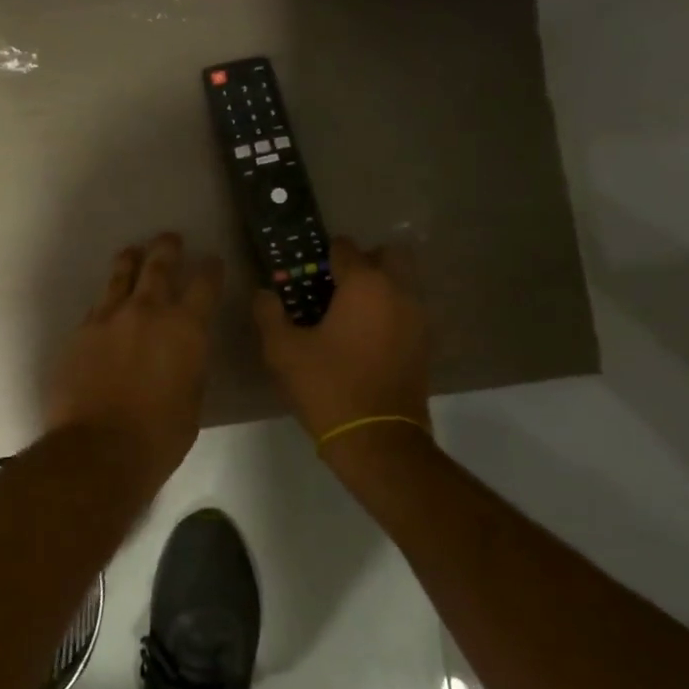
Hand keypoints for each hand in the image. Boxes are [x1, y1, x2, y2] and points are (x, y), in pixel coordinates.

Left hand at [47, 233, 223, 486]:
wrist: (98, 449)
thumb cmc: (159, 435)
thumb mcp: (193, 399)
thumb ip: (190, 363)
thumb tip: (184, 349)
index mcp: (186, 328)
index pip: (204, 285)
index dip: (211, 270)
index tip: (212, 261)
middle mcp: (147, 312)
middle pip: (159, 267)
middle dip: (167, 249)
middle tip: (170, 238)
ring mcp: (109, 318)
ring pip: (120, 276)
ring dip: (131, 261)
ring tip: (133, 252)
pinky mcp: (80, 332)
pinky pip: (98, 305)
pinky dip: (108, 299)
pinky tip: (108, 302)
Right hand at [254, 236, 430, 447]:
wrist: (377, 440)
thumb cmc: (328, 387)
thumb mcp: (284, 351)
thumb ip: (269, 314)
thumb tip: (263, 293)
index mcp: (365, 285)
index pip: (345, 248)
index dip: (322, 256)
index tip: (305, 274)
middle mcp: (398, 291)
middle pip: (387, 255)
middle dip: (363, 262)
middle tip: (335, 287)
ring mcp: (418, 318)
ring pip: (402, 283)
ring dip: (379, 287)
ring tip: (348, 315)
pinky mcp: (425, 344)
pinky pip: (407, 311)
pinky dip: (390, 312)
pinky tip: (365, 339)